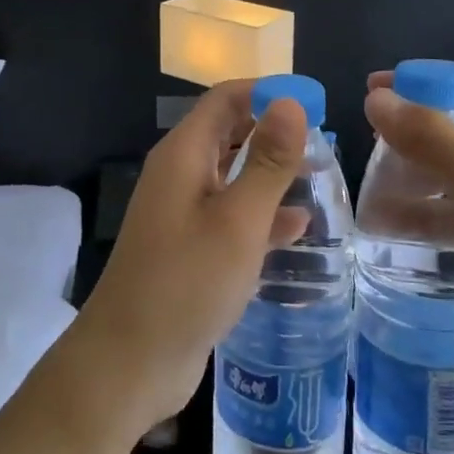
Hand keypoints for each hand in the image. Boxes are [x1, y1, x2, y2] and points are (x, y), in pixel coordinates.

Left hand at [68, 81, 309, 442]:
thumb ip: (267, 161)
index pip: (226, 99)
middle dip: (272, 130)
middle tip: (323, 141)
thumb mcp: (238, 219)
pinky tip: (297, 227)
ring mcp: (182, 212)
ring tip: (318, 176)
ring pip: (232, 176)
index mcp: (183, 154)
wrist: (130, 361)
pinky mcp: (190, 247)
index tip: (314, 104)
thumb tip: (290, 102)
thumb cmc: (187, 282)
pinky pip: (230, 216)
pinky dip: (261, 214)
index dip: (268, 92)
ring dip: (270, 172)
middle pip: (228, 133)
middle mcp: (180, 174)